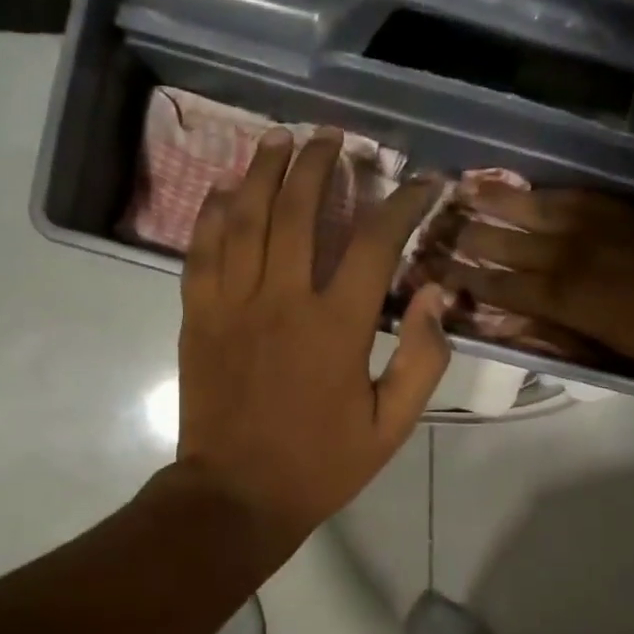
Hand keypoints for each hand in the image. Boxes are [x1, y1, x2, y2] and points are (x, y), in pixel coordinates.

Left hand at [175, 127, 450, 545]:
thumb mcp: (392, 425)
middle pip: (300, 210)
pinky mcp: (197, 316)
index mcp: (337, 326)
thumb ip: (422, 360)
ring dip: (264, 172)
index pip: (376, 242)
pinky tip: (223, 190)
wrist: (237, 495)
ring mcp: (232, 304)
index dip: (404, 203)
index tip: (424, 182)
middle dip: (319, 164)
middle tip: (332, 137)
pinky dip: (212, 214)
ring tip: (279, 138)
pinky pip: (201, 251)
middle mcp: (283, 299)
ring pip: (246, 218)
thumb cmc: (321, 464)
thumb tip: (436, 295)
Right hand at [434, 186, 633, 380]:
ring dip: (495, 201)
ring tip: (463, 189)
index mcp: (562, 298)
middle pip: (504, 242)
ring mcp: (595, 226)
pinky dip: (542, 193)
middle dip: (467, 236)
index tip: (435, 269)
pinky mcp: (620, 209)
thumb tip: (516, 316)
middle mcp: (568, 255)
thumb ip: (554, 327)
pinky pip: (571, 195)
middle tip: (435, 225)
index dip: (465, 278)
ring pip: (532, 209)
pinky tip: (524, 188)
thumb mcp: (602, 348)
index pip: (498, 285)